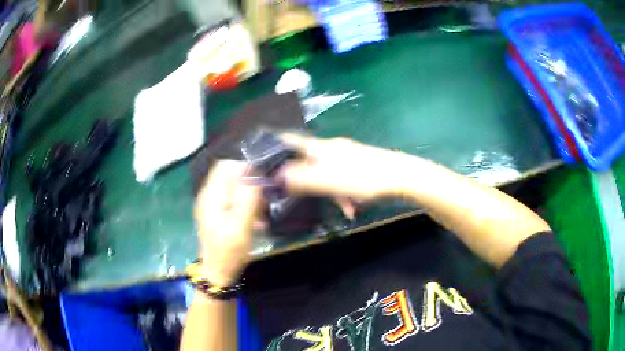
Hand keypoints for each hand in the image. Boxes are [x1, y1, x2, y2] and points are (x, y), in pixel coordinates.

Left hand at [194, 160, 261, 286]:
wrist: (217, 273)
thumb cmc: (229, 252)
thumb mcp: (241, 227)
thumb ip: (247, 199)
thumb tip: (255, 175)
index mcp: (211, 196)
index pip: (226, 166)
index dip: (245, 169)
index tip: (261, 184)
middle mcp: (208, 196)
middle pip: (230, 175)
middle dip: (249, 183)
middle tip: (263, 200)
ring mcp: (211, 205)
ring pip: (233, 187)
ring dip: (249, 196)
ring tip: (261, 213)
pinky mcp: (216, 213)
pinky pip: (232, 199)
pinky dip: (245, 205)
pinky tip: (254, 220)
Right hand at [279, 134, 423, 201]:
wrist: (402, 177)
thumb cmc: (364, 177)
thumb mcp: (328, 181)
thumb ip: (300, 179)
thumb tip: (275, 177)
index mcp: (321, 148)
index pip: (290, 140)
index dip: (274, 145)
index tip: (262, 156)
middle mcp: (332, 148)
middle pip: (307, 160)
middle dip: (303, 180)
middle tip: (299, 196)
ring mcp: (348, 156)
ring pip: (326, 173)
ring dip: (329, 192)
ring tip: (344, 208)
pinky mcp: (360, 165)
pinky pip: (343, 179)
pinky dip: (344, 193)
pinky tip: (352, 208)